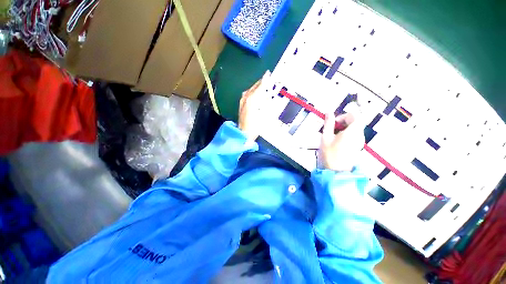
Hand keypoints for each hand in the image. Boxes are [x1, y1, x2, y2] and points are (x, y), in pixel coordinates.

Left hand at [238, 71, 269, 139]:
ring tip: (262, 84)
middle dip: (261, 82)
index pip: (260, 87)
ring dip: (256, 86)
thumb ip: (266, 103)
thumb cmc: (255, 126)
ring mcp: (242, 101)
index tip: (268, 74)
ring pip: (250, 90)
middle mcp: (246, 98)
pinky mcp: (241, 105)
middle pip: (254, 87)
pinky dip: (252, 91)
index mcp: (252, 100)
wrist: (244, 133)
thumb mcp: (264, 115)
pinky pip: (247, 94)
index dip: (265, 80)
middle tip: (267, 77)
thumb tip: (267, 95)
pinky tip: (255, 93)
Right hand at [319, 110, 364, 171]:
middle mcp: (360, 135)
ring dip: (344, 128)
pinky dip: (346, 134)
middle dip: (343, 122)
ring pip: (354, 129)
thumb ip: (328, 123)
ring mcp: (360, 142)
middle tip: (331, 129)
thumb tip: (329, 112)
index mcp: (353, 131)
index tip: (334, 122)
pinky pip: (354, 135)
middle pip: (355, 122)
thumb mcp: (326, 137)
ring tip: (332, 135)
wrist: (336, 171)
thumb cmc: (330, 153)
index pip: (354, 116)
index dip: (343, 116)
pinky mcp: (358, 147)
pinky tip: (336, 141)